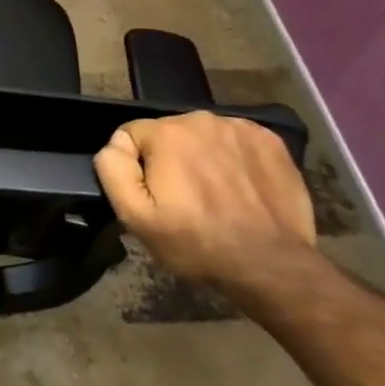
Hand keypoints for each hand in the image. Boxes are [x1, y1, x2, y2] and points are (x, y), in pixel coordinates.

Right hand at [93, 111, 315, 286]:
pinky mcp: (272, 142)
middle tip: (183, 199)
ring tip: (214, 195)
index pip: (131, 135)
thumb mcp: (134, 216)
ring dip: (201, 157)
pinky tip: (240, 186)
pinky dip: (232, 158)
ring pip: (202, 136)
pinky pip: (235, 141)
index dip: (136, 167)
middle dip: (169, 159)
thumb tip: (116, 145)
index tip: (154, 196)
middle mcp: (203, 120)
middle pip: (168, 133)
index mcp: (167, 133)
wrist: (271, 266)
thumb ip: (112, 169)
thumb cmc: (196, 242)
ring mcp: (242, 128)